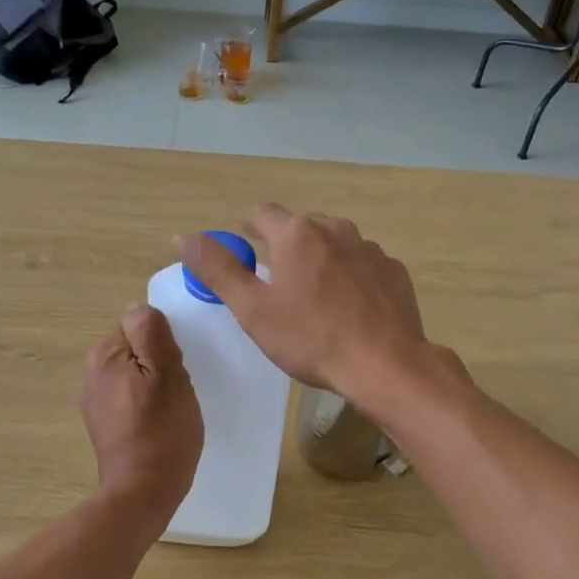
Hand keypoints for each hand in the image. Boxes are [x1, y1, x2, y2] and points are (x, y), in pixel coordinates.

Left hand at [80, 303, 202, 513]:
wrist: (143, 492)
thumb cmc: (162, 431)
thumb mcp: (167, 374)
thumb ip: (152, 334)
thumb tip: (140, 308)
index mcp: (104, 355)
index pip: (139, 323)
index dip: (163, 341)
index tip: (177, 366)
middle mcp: (91, 372)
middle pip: (135, 347)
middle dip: (159, 360)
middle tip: (178, 387)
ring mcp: (95, 399)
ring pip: (135, 372)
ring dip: (155, 382)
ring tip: (171, 407)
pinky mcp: (104, 422)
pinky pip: (130, 395)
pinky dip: (146, 402)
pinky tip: (159, 421)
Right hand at [178, 205, 426, 397]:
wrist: (384, 364)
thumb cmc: (311, 339)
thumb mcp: (253, 310)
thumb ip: (218, 270)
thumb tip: (184, 238)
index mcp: (297, 234)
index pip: (262, 214)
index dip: (248, 227)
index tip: (244, 244)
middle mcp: (336, 229)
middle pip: (301, 227)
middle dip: (286, 246)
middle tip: (277, 280)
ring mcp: (370, 249)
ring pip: (335, 244)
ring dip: (320, 260)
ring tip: (315, 296)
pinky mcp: (394, 271)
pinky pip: (363, 265)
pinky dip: (351, 277)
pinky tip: (350, 307)